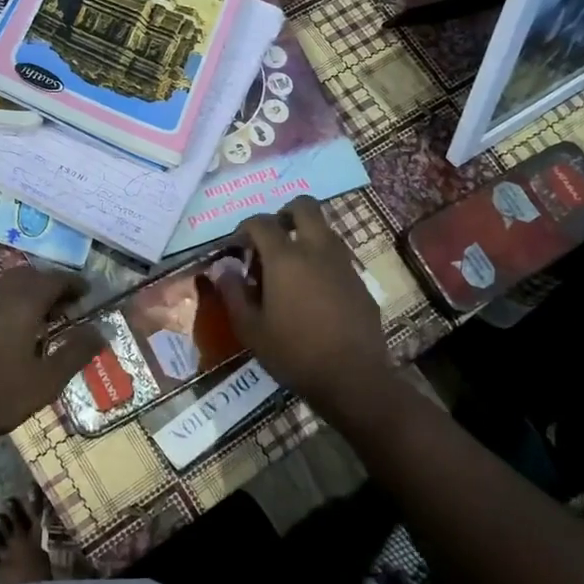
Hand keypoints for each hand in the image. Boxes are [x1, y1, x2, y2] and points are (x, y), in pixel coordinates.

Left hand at [0, 267, 103, 445]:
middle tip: (67, 305)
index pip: (56, 279)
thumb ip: (75, 353)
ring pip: (9, 286)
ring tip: (43, 318)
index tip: (87, 293)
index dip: (74, 283)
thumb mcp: (45, 380)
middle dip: (51, 286)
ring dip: (29, 294)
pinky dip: (10, 304)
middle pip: (31, 277)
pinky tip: (12, 330)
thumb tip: (101, 332)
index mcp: (24, 301)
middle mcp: (0, 292)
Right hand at [216, 200, 391, 407]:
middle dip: (284, 214)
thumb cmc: (294, 353)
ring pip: (324, 229)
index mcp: (285, 257)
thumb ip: (233, 293)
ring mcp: (343, 263)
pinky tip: (313, 293)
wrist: (353, 378)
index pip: (261, 222)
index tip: (236, 247)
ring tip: (290, 268)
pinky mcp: (360, 281)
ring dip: (305, 236)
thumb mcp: (251, 329)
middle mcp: (317, 249)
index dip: (244, 228)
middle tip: (271, 239)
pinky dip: (321, 261)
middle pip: (304, 206)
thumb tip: (223, 269)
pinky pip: (337, 256)